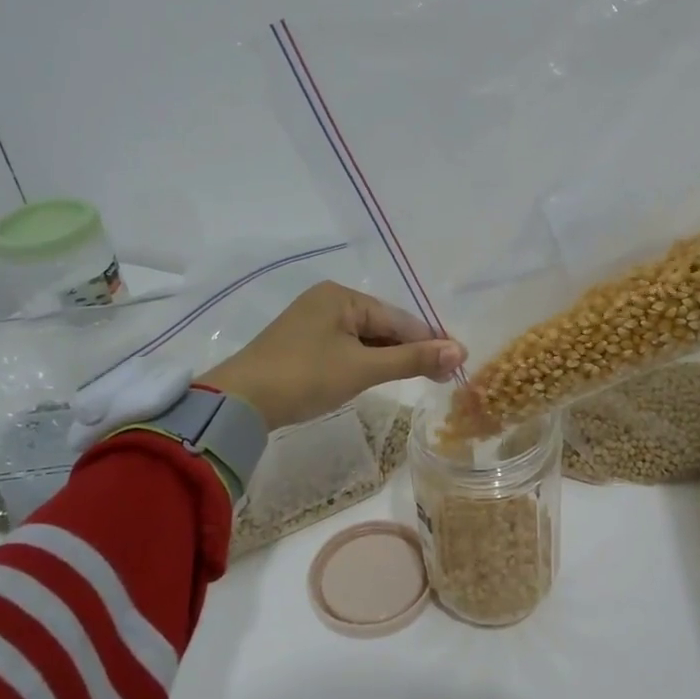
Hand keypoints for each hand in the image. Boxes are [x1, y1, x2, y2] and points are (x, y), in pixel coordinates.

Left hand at [199, 282, 464, 430]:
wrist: (239, 402)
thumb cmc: (305, 377)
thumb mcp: (363, 368)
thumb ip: (412, 359)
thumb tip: (460, 352)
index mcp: (342, 296)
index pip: (398, 318)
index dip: (430, 340)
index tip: (458, 362)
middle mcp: (328, 301)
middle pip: (382, 325)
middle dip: (410, 349)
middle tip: (442, 376)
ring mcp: (312, 322)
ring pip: (365, 338)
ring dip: (390, 357)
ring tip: (419, 377)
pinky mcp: (302, 343)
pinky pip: (346, 347)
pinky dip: (366, 361)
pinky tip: (379, 375)